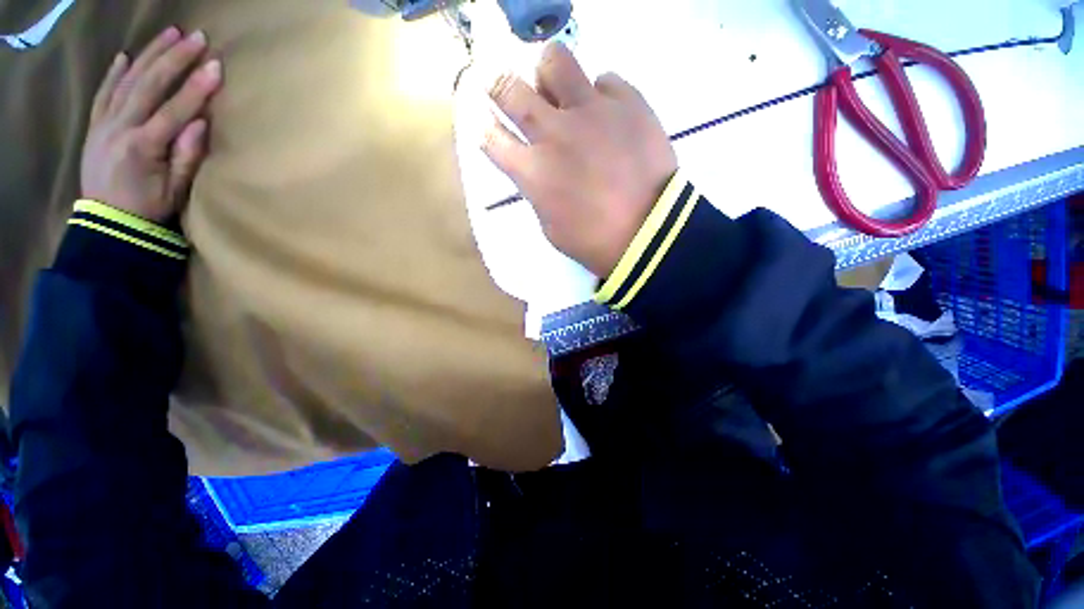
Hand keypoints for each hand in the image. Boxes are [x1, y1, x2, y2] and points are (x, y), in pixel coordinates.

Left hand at [80, 27, 222, 222]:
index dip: (196, 87)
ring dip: (149, 56)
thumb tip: (200, 124)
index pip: (174, 110)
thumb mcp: (176, 191)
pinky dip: (114, 73)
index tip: (216, 65)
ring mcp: (104, 124)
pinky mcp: (95, 126)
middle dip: (174, 59)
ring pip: (127, 81)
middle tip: (195, 37)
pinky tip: (125, 57)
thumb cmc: (148, 210)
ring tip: (169, 35)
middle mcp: (120, 128)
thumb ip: (187, 157)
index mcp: (143, 146)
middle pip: (149, 85)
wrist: (107, 223)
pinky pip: (104, 93)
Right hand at [482, 42, 676, 276]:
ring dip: (549, 75)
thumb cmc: (594, 241)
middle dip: (499, 86)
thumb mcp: (551, 227)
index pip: (491, 137)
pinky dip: (600, 95)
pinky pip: (605, 81)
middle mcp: (554, 133)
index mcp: (533, 171)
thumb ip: (538, 192)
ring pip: (555, 62)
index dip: (486, 129)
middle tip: (507, 90)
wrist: (649, 234)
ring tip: (560, 92)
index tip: (490, 126)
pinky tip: (608, 116)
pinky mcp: (627, 102)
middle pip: (509, 88)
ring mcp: (591, 112)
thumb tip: (538, 169)